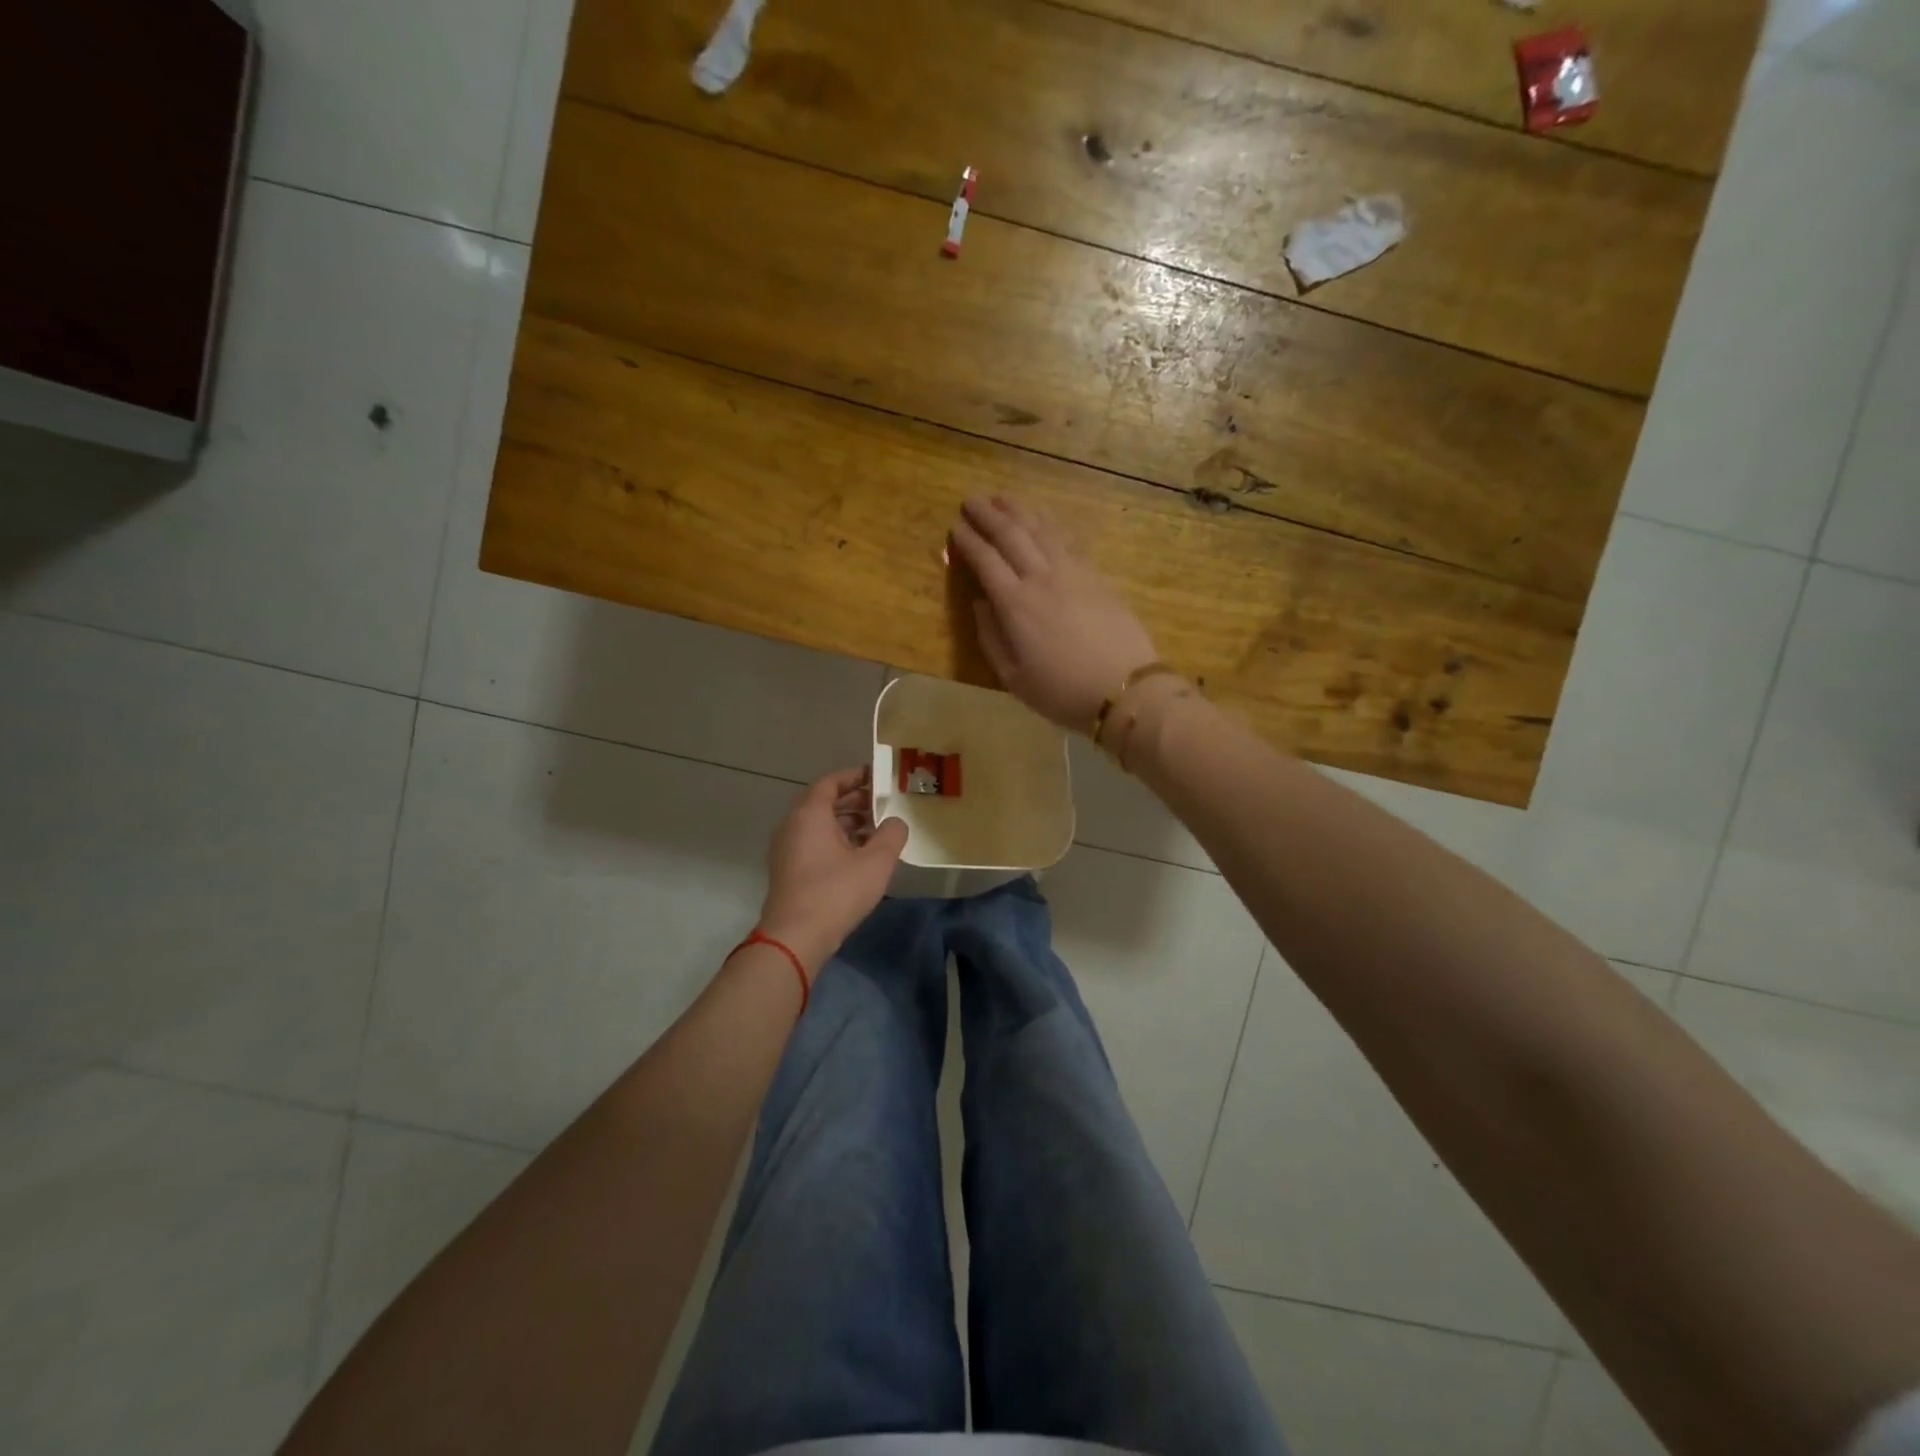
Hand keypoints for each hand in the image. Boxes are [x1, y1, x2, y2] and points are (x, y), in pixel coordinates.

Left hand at [757, 766, 907, 976]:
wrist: (795, 937)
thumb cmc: (836, 892)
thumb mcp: (876, 861)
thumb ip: (892, 834)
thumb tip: (896, 822)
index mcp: (810, 814)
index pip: (831, 782)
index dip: (855, 776)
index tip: (877, 776)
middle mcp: (793, 825)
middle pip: (824, 802)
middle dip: (854, 801)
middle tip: (882, 804)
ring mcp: (787, 849)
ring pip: (819, 825)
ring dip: (846, 823)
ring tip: (877, 830)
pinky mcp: (788, 871)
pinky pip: (813, 843)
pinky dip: (836, 841)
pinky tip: (859, 857)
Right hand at [949, 496, 1159, 731]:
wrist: (1124, 688)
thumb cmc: (1062, 691)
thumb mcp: (1013, 678)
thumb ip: (991, 638)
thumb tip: (980, 603)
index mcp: (1015, 605)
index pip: (985, 560)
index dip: (968, 541)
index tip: (955, 527)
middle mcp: (1041, 578)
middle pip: (1011, 535)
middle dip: (987, 514)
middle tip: (971, 500)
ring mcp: (1072, 572)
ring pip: (1040, 529)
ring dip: (1018, 510)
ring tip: (1001, 498)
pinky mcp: (1095, 575)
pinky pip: (1065, 539)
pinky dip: (1048, 523)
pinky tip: (1041, 518)